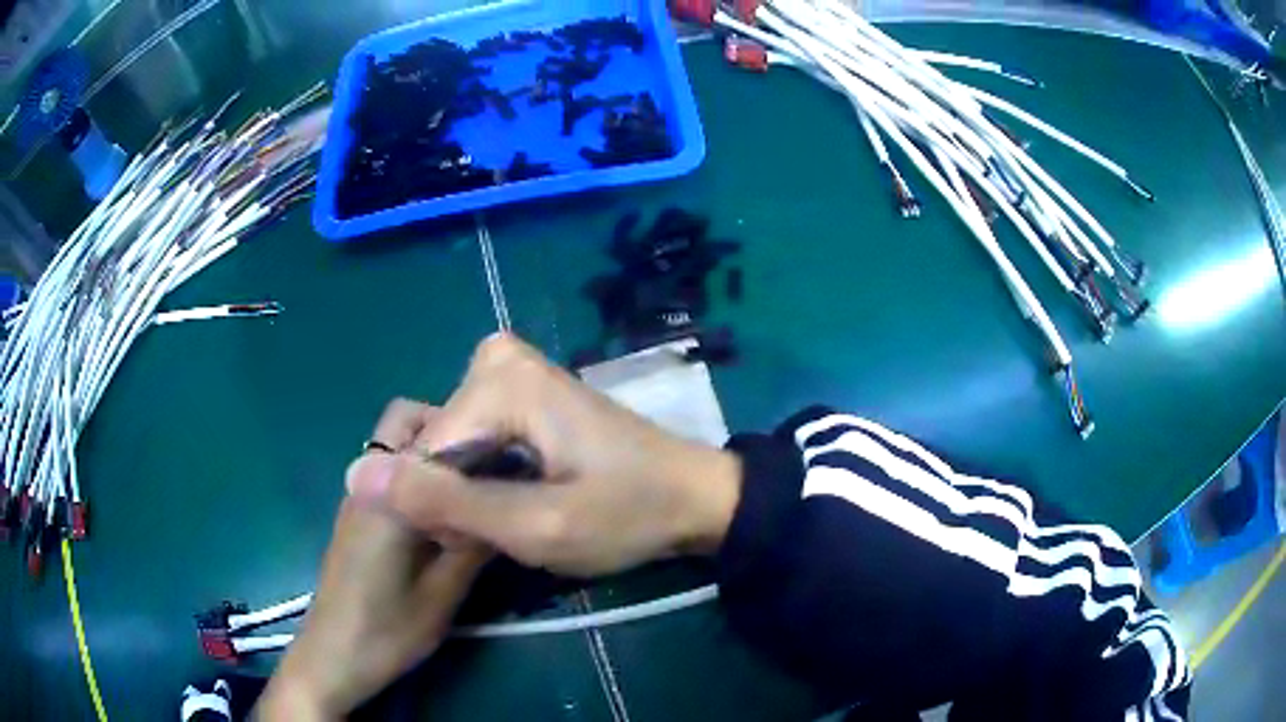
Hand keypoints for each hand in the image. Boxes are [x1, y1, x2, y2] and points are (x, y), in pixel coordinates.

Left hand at [257, 401, 488, 719]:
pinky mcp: (356, 515)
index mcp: (388, 495)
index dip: (478, 434)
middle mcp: (368, 481)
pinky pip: (389, 472)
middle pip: (405, 418)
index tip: (512, 455)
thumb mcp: (441, 597)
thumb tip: (509, 505)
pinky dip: (417, 475)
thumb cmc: (386, 633)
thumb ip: (472, 546)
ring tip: (472, 491)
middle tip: (487, 466)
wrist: (332, 658)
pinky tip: (442, 517)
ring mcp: (358, 496)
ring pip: (396, 444)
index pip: (434, 432)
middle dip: (449, 426)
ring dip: (433, 452)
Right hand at [346, 333, 742, 576]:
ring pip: (451, 445)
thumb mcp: (537, 527)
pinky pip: (472, 436)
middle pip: (437, 445)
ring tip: (523, 514)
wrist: (693, 496)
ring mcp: (509, 367)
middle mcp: (496, 356)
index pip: (424, 454)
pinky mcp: (520, 387)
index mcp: (500, 378)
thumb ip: (446, 504)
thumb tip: (356, 475)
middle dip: (461, 498)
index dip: (447, 512)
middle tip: (516, 527)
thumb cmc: (628, 515)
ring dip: (472, 492)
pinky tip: (523, 494)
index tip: (493, 539)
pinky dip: (486, 476)